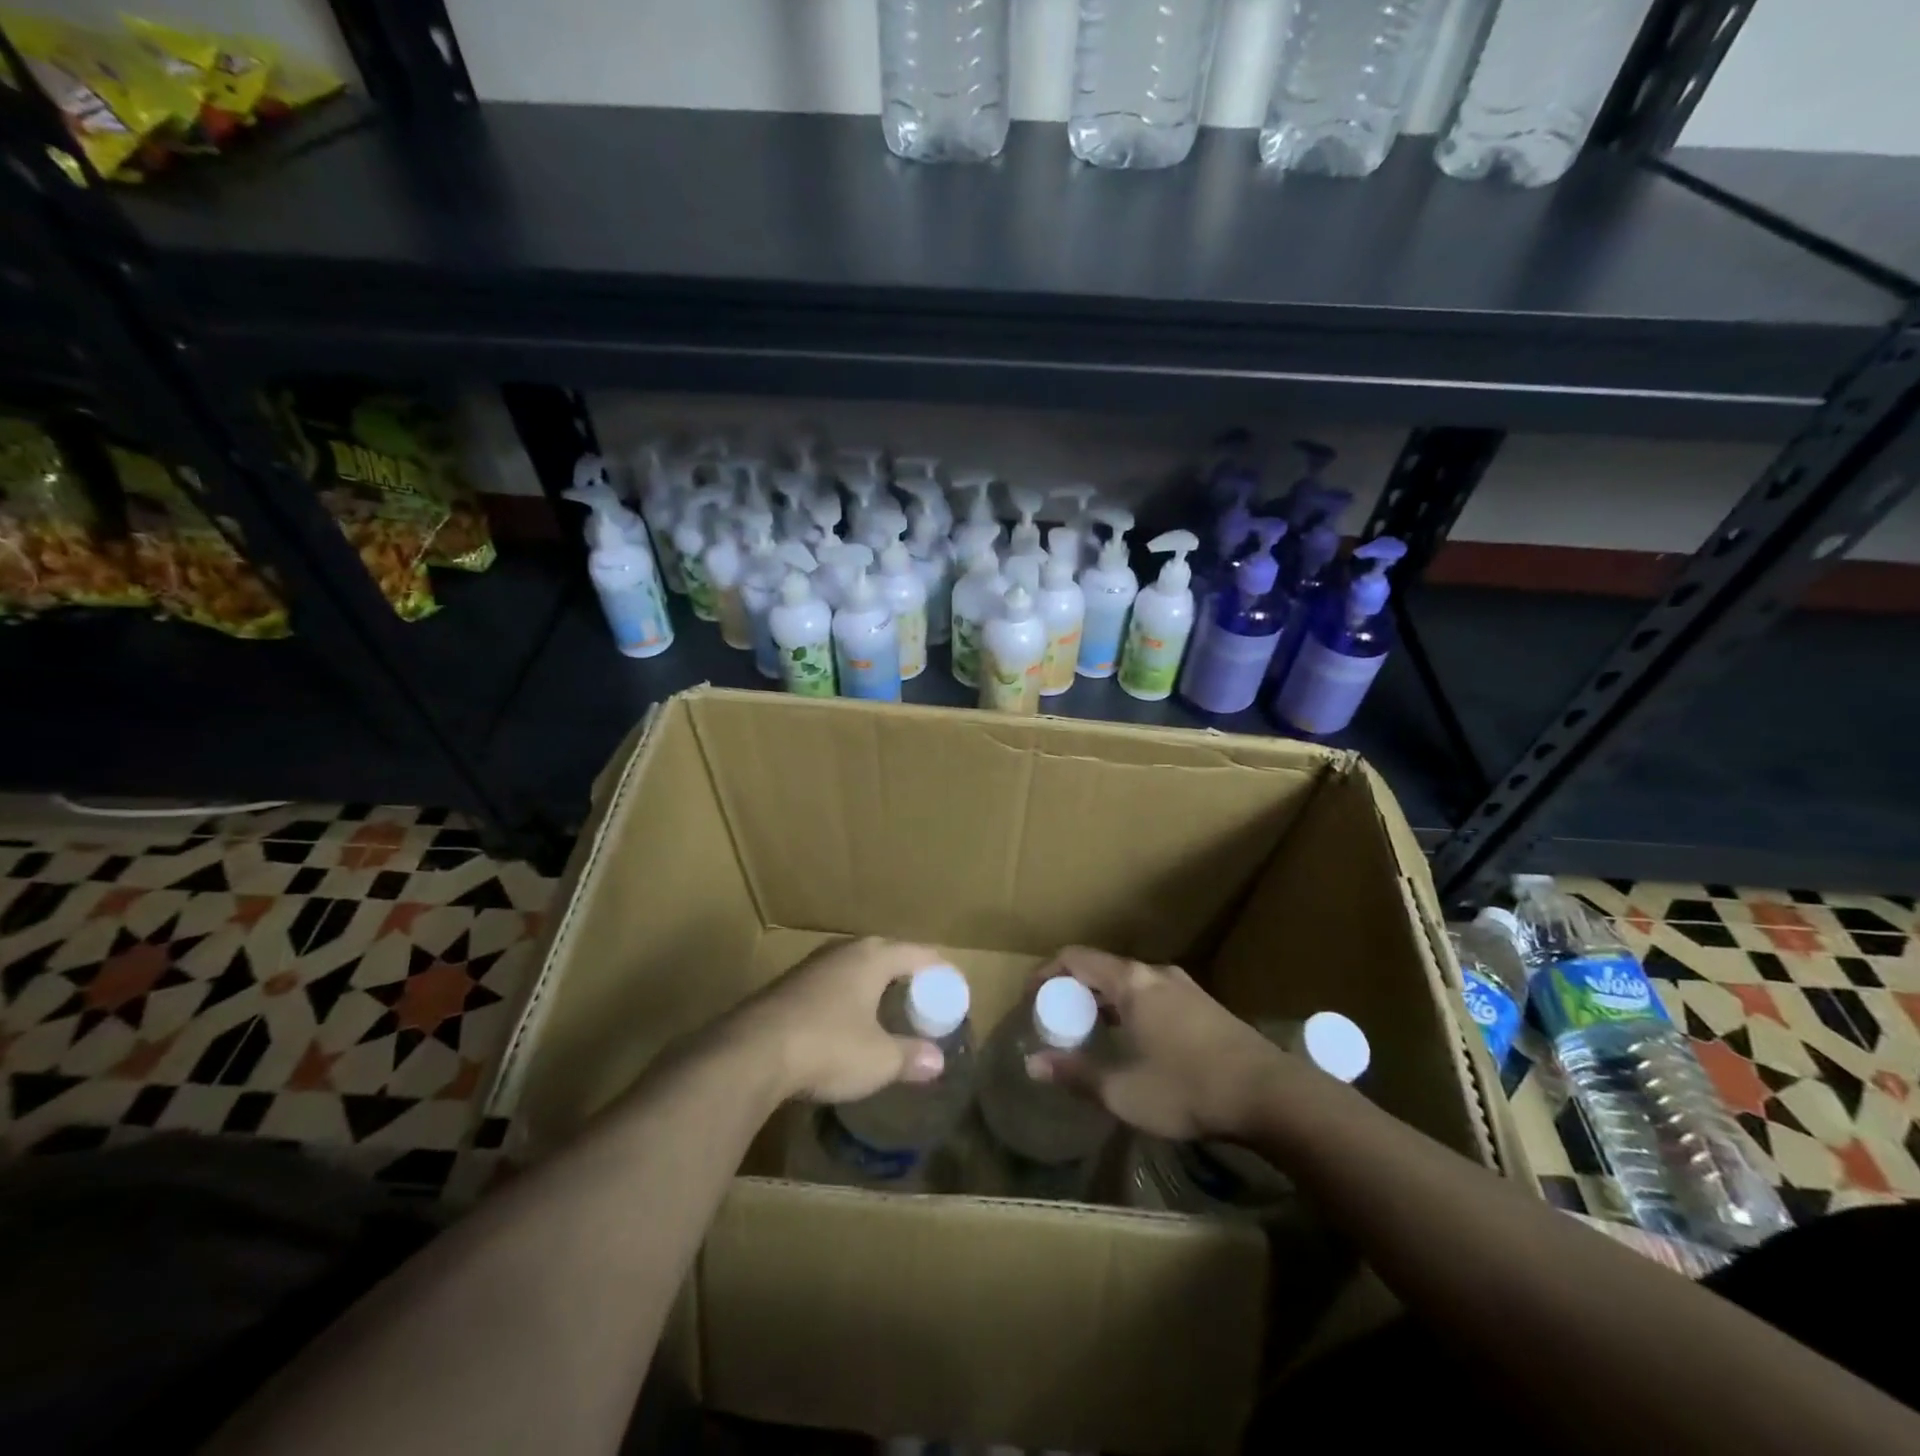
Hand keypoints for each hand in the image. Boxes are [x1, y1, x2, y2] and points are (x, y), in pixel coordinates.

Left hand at [730, 937, 949, 1103]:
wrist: (750, 1053)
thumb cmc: (828, 1046)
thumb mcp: (878, 1060)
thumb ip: (911, 1057)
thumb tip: (937, 1062)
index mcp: (872, 958)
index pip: (918, 953)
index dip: (938, 970)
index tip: (953, 986)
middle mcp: (843, 951)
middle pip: (885, 953)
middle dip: (905, 972)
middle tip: (922, 996)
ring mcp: (811, 966)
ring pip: (853, 966)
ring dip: (872, 983)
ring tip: (886, 1006)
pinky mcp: (787, 986)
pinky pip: (830, 982)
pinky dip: (847, 996)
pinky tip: (845, 1020)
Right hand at [1030, 946, 1291, 1142]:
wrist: (1272, 1096)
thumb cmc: (1188, 1088)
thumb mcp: (1123, 1090)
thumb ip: (1075, 1074)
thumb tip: (1033, 1064)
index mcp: (1132, 982)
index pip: (1075, 957)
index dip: (1046, 972)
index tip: (1031, 997)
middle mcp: (1156, 974)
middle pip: (1102, 967)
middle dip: (1074, 989)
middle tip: (1059, 1019)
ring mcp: (1185, 987)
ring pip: (1131, 982)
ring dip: (1105, 1000)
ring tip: (1092, 1030)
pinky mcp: (1206, 1006)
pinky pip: (1154, 994)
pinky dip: (1131, 1008)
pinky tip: (1135, 1041)